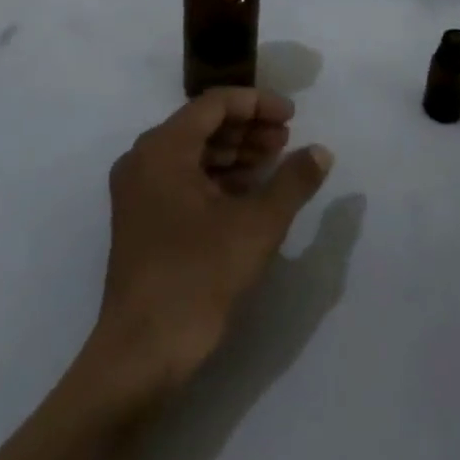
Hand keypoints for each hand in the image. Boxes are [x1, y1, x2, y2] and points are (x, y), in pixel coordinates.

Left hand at [94, 88, 332, 395]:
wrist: (141, 356)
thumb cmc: (197, 278)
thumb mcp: (257, 226)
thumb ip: (292, 181)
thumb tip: (321, 152)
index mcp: (163, 148)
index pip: (215, 104)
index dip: (258, 104)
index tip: (293, 117)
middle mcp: (144, 159)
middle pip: (202, 124)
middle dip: (248, 128)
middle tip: (287, 141)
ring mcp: (138, 191)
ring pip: (193, 152)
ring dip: (235, 153)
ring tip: (274, 163)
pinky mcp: (141, 219)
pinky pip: (182, 179)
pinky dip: (217, 178)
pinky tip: (249, 193)